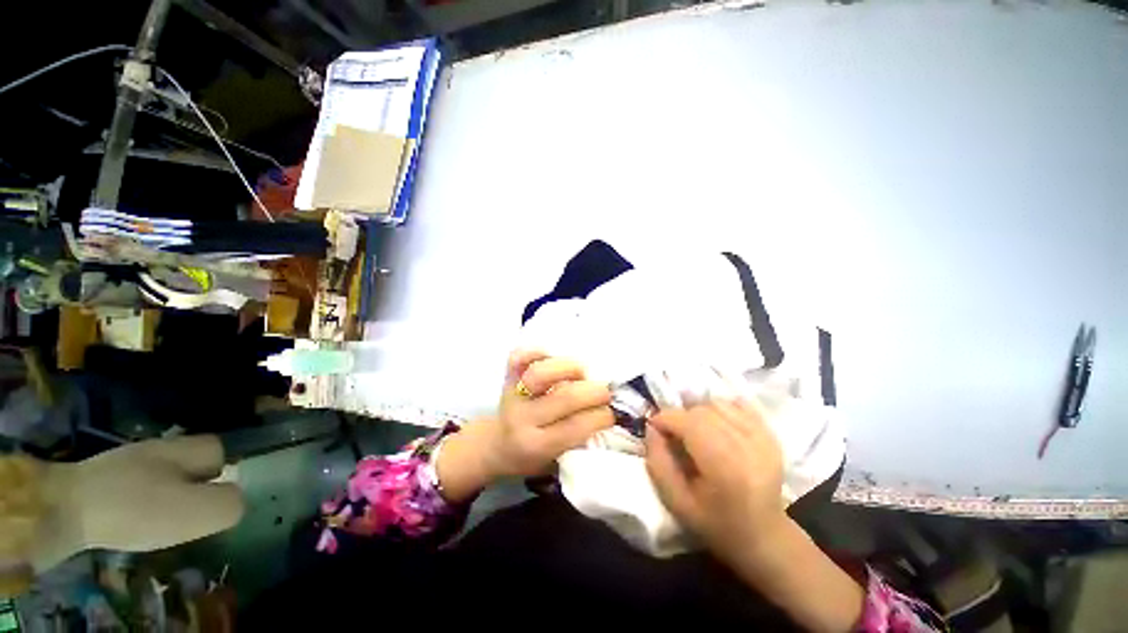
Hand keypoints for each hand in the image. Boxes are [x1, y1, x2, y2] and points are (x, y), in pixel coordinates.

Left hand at [437, 351, 613, 500]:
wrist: (497, 445)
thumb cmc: (533, 456)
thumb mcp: (557, 460)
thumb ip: (581, 439)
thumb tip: (610, 413)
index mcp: (536, 445)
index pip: (576, 427)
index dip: (602, 417)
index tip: (612, 413)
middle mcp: (522, 419)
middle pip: (565, 398)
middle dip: (595, 392)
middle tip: (605, 392)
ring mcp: (513, 394)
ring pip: (542, 373)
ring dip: (570, 369)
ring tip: (581, 373)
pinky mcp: (508, 376)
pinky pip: (520, 356)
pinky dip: (539, 351)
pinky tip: (553, 356)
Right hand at [645, 400, 786, 563]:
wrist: (764, 536)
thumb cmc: (715, 524)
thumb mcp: (675, 501)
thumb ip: (657, 461)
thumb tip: (651, 427)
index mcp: (725, 467)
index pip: (689, 422)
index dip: (665, 418)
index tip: (654, 427)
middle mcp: (748, 446)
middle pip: (702, 410)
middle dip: (680, 417)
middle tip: (675, 435)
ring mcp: (764, 437)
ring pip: (718, 404)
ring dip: (699, 412)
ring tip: (696, 432)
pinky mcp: (770, 434)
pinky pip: (738, 404)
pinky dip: (721, 409)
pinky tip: (717, 426)